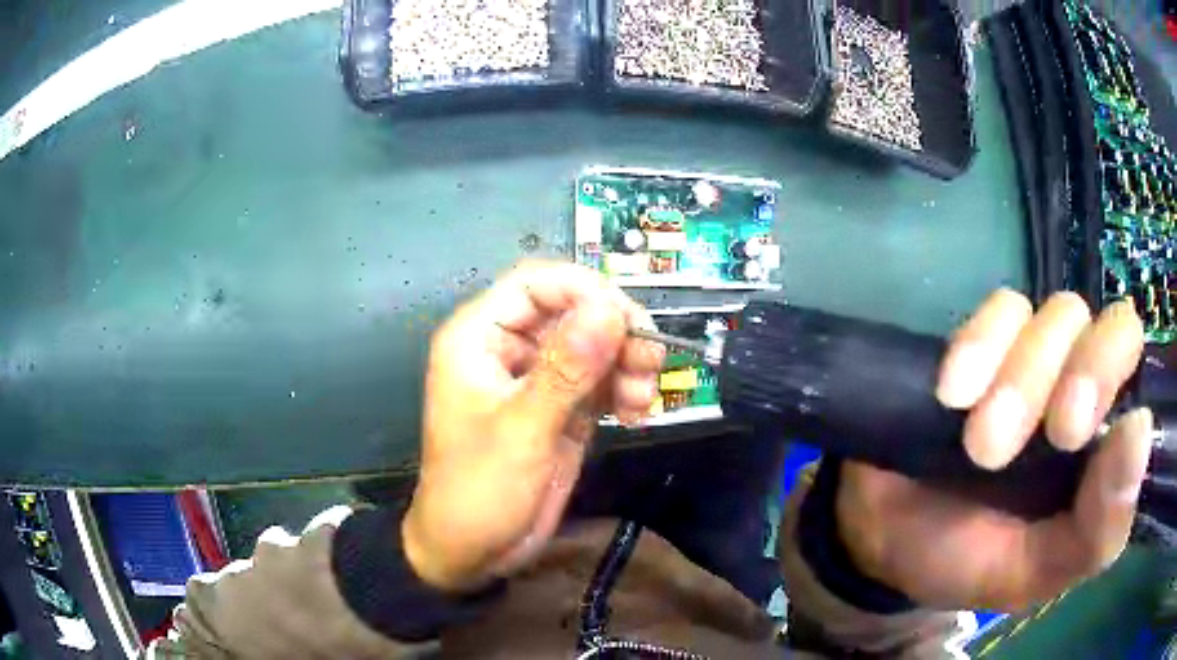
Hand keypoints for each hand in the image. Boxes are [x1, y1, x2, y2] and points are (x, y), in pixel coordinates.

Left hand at [402, 262, 663, 591]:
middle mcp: (509, 349)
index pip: (536, 284)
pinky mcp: (560, 409)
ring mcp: (538, 379)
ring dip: (628, 362)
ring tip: (645, 398)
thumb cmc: (478, 492)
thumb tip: (610, 308)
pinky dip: (624, 390)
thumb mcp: (522, 432)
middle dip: (616, 332)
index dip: (585, 290)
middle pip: (573, 311)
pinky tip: (638, 414)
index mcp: (479, 338)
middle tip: (651, 361)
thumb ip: (566, 370)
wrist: (471, 553)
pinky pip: (600, 381)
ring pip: (593, 345)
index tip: (629, 320)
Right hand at [837, 290, 1149, 610]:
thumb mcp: (1034, 573)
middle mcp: (1080, 383)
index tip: (1069, 433)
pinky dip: (979, 346)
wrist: (885, 537)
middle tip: (1038, 434)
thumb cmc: (969, 563)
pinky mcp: (985, 341)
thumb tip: (1141, 429)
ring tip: (976, 442)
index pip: (1134, 364)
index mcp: (1100, 443)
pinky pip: (1000, 309)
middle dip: (1076, 372)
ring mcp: (1034, 355)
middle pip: (1105, 325)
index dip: (1111, 374)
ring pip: (1056, 314)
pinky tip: (951, 394)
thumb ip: (1097, 530)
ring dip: (1019, 378)